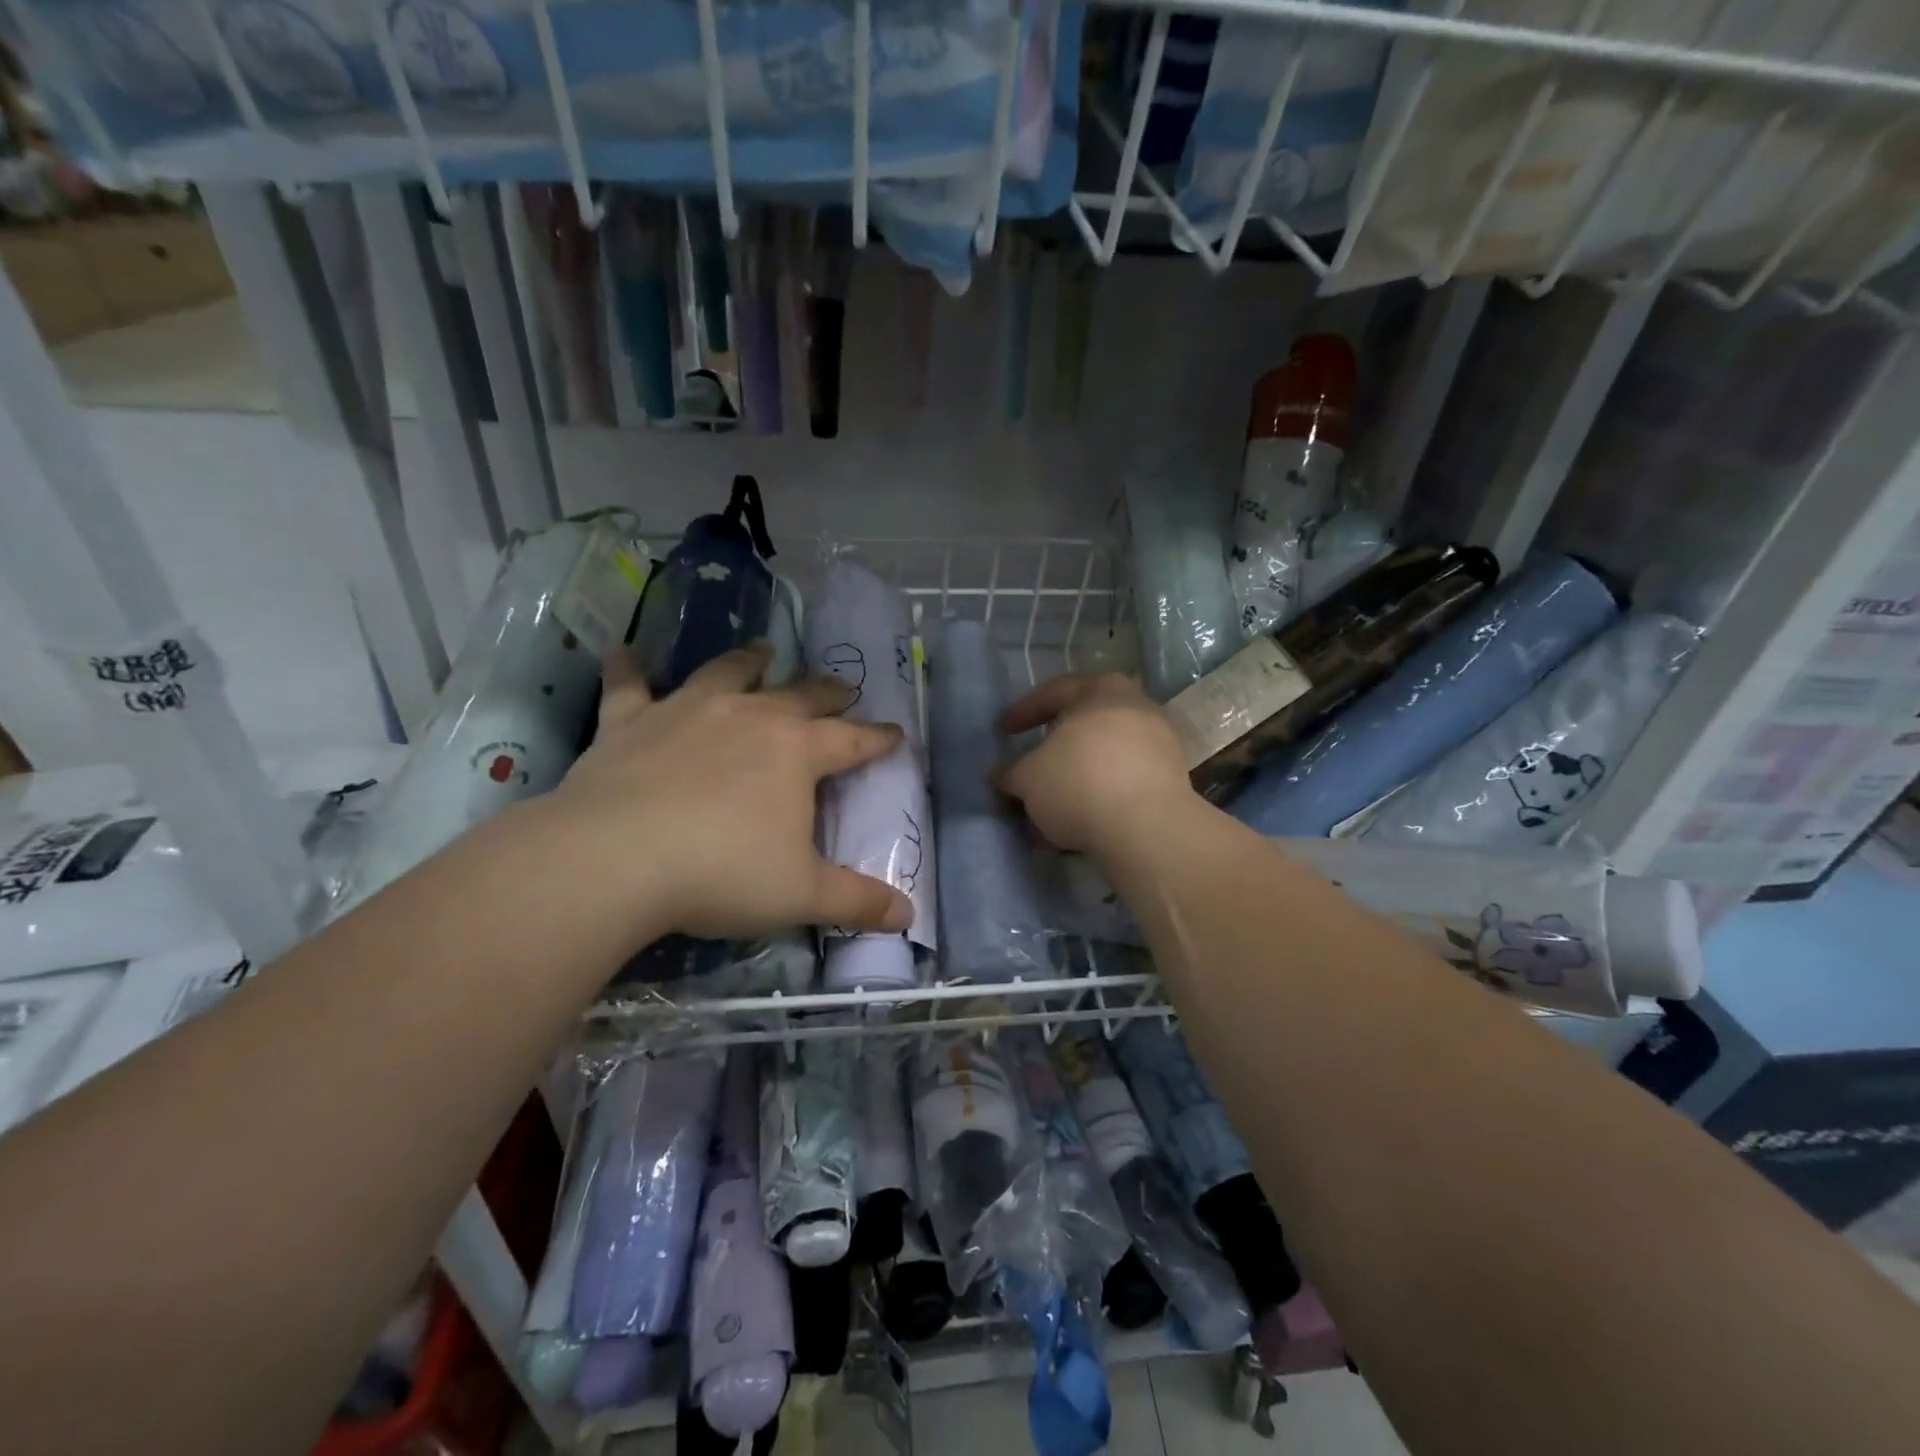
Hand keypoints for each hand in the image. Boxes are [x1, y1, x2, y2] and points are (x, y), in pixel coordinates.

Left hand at [543, 642, 912, 941]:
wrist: (616, 859)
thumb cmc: (722, 874)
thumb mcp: (802, 895)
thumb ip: (858, 901)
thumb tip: (909, 914)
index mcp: (796, 751)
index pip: (852, 740)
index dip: (879, 738)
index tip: (897, 733)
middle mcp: (748, 716)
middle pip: (799, 695)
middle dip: (827, 692)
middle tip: (842, 687)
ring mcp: (686, 711)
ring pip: (726, 673)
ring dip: (749, 662)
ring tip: (762, 650)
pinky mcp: (629, 721)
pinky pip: (628, 684)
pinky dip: (628, 667)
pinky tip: (624, 651)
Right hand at [997, 673, 1195, 855]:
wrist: (1147, 827)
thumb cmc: (1079, 781)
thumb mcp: (1027, 777)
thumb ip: (1010, 772)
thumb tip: (1001, 777)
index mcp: (1102, 690)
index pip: (1054, 692)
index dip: (1023, 712)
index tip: (1003, 732)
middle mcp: (1137, 707)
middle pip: (1083, 726)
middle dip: (1053, 752)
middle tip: (1030, 769)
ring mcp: (1159, 744)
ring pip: (1103, 759)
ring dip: (1074, 781)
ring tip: (1049, 809)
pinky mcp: (1171, 782)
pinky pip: (1122, 783)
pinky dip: (1097, 797)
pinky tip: (1077, 823)